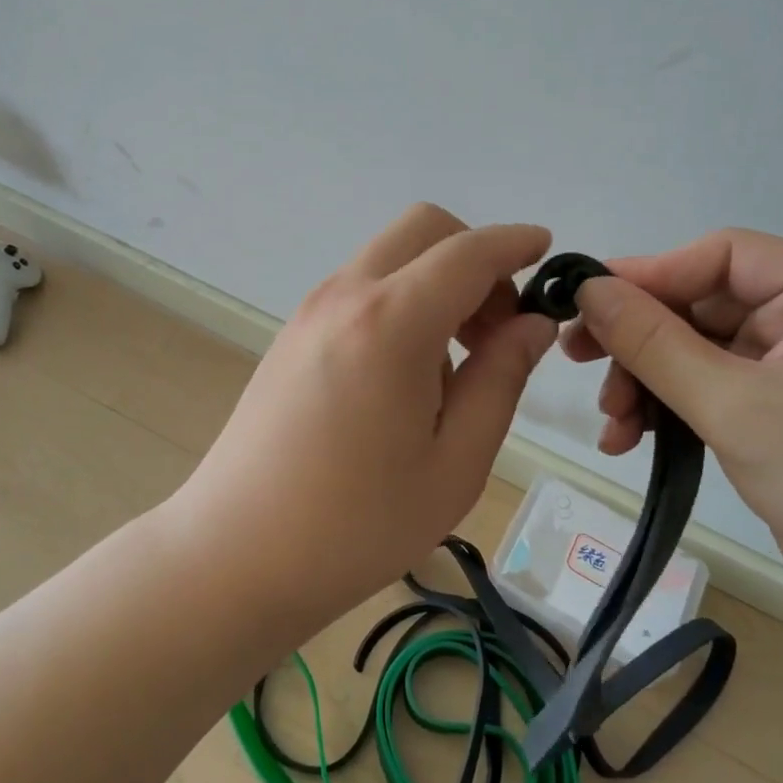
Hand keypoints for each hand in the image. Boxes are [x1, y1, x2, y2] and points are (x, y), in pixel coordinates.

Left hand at [182, 204, 556, 620]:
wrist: (235, 554)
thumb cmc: (357, 524)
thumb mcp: (454, 463)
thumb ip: (500, 379)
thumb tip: (533, 325)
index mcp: (392, 322)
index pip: (468, 253)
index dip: (514, 242)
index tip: (546, 248)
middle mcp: (346, 295)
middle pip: (423, 228)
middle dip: (473, 256)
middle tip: (496, 327)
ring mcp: (311, 310)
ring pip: (390, 256)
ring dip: (436, 280)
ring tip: (453, 363)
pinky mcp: (294, 333)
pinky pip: (362, 287)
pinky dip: (401, 299)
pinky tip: (405, 375)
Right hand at [562, 230, 782, 648]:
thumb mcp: (737, 406)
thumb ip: (656, 344)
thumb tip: (589, 288)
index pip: (721, 256)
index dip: (650, 274)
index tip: (585, 301)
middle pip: (701, 306)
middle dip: (640, 340)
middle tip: (578, 360)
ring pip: (695, 352)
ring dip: (646, 382)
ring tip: (612, 421)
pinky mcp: (779, 415)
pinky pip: (707, 392)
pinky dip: (667, 411)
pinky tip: (629, 441)